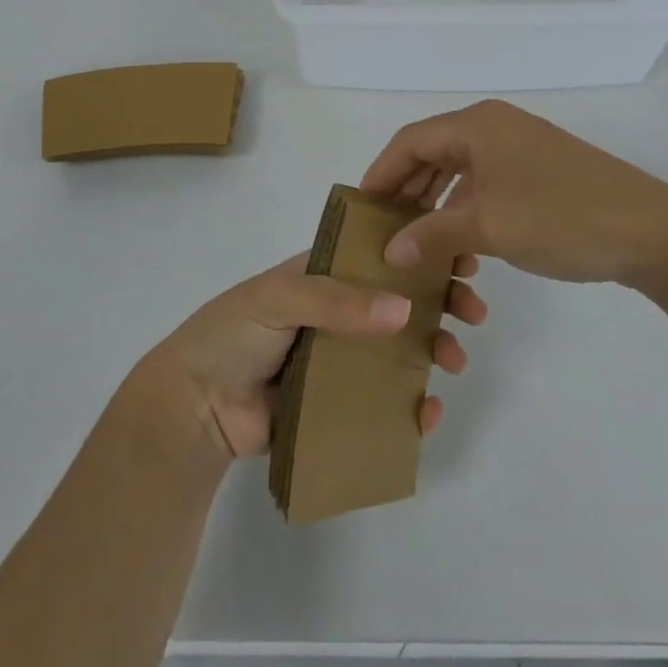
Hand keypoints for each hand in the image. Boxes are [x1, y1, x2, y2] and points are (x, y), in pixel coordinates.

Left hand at [129, 251, 488, 461]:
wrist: (194, 405)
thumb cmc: (233, 332)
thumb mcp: (279, 297)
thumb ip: (336, 301)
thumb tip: (404, 311)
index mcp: (323, 276)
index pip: (380, 257)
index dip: (420, 255)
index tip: (461, 258)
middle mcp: (338, 313)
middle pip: (400, 302)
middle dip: (441, 302)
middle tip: (473, 311)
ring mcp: (341, 359)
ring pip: (400, 351)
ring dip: (435, 350)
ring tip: (455, 360)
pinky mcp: (339, 405)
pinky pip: (384, 404)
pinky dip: (412, 408)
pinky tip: (429, 411)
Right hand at [360, 100, 667, 290]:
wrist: (654, 234)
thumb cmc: (562, 218)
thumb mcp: (488, 227)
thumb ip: (431, 234)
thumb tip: (389, 250)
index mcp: (478, 124)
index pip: (410, 141)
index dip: (380, 173)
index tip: (359, 208)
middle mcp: (496, 128)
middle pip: (433, 153)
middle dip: (406, 190)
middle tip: (382, 228)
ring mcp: (522, 150)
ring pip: (460, 173)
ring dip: (435, 205)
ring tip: (415, 241)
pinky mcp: (541, 174)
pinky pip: (486, 187)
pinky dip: (466, 212)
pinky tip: (461, 246)